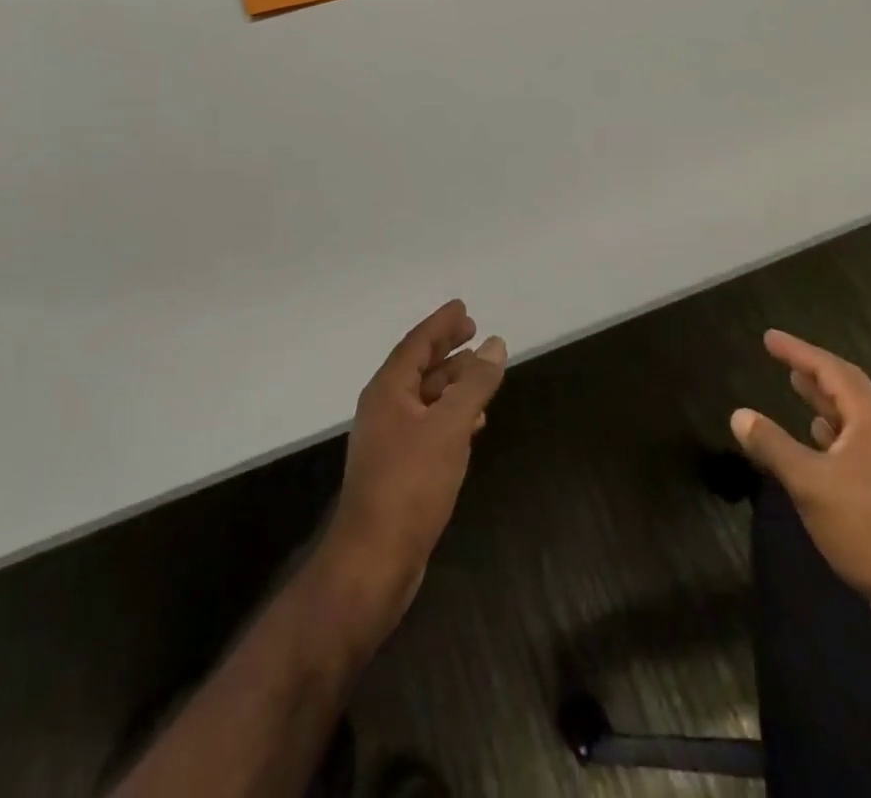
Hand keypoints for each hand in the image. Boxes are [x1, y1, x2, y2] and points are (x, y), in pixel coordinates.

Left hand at [323, 300, 505, 634]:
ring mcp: (389, 440)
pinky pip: (428, 424)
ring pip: (425, 397)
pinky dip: (451, 414)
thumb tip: (495, 344)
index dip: (441, 324)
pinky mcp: (398, 468)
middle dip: (446, 348)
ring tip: (482, 373)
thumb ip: (475, 383)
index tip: (463, 308)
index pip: (416, 343)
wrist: (374, 560)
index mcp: (388, 390)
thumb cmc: (411, 484)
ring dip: (452, 382)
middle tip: (475, 331)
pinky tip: (474, 421)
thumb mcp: (450, 426)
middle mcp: (384, 409)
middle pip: (419, 367)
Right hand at [731, 330, 870, 612]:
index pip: (831, 369)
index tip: (770, 338)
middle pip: (848, 389)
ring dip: (825, 403)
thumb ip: (773, 446)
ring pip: (855, 419)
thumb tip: (739, 414)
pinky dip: (833, 434)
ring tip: (796, 388)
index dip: (798, 351)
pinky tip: (818, 443)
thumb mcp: (810, 483)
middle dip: (814, 372)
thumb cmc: (870, 528)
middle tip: (783, 359)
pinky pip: (858, 445)